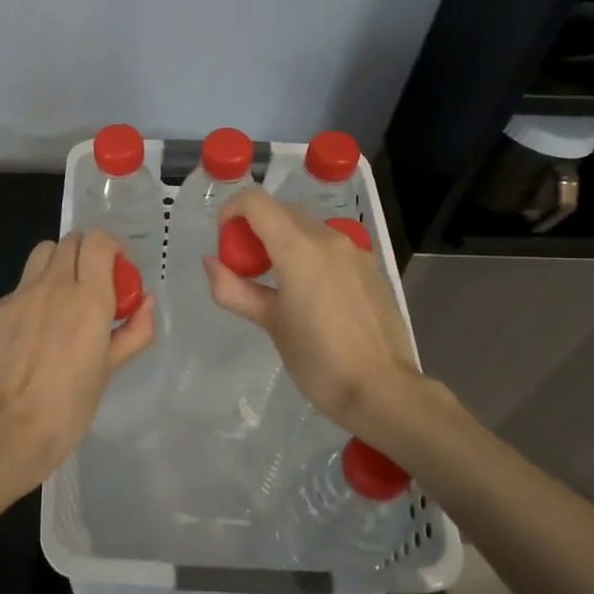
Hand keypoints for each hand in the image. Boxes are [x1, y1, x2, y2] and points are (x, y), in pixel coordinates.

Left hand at [0, 229, 156, 480]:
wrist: (11, 429)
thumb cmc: (70, 406)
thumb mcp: (110, 368)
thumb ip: (135, 330)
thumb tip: (147, 301)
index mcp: (89, 298)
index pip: (99, 241)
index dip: (112, 249)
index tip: (118, 272)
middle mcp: (54, 285)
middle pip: (70, 240)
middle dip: (86, 254)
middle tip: (93, 284)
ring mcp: (20, 295)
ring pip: (42, 254)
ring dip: (58, 264)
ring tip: (63, 298)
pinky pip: (19, 288)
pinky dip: (33, 297)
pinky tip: (33, 332)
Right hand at [204, 188, 421, 436]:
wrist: (382, 390)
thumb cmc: (318, 360)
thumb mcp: (270, 323)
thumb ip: (234, 289)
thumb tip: (212, 263)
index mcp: (299, 248)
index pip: (256, 202)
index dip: (231, 211)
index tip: (224, 242)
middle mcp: (329, 238)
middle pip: (281, 212)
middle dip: (255, 229)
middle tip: (244, 269)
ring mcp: (355, 251)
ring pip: (307, 228)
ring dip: (282, 241)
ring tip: (276, 284)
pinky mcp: (370, 268)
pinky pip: (330, 247)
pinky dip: (309, 255)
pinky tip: (310, 295)